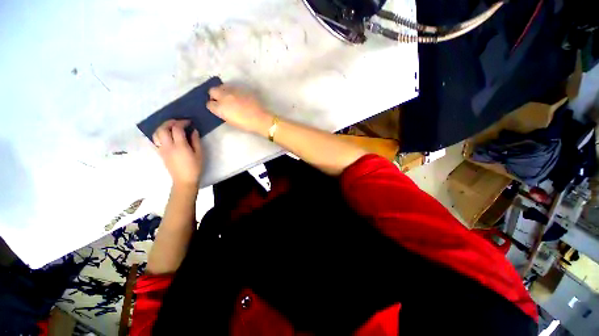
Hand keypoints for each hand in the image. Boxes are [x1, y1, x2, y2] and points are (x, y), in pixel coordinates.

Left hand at [152, 120, 202, 187]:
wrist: (184, 180)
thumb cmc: (195, 167)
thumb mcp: (200, 154)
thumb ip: (196, 141)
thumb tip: (193, 131)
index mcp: (180, 146)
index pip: (176, 129)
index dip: (182, 122)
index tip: (189, 122)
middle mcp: (168, 146)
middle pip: (162, 128)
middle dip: (170, 122)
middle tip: (178, 122)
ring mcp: (162, 149)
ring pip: (156, 133)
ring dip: (162, 127)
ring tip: (171, 127)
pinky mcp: (160, 153)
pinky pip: (155, 140)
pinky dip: (159, 134)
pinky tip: (166, 134)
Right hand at [207, 85, 272, 136]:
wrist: (260, 118)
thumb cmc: (246, 124)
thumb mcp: (230, 121)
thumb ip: (223, 113)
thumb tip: (220, 109)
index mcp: (220, 108)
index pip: (209, 104)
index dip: (213, 106)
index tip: (216, 107)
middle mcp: (224, 96)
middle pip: (212, 91)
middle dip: (214, 95)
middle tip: (220, 100)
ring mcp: (233, 90)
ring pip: (222, 86)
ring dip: (223, 91)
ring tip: (229, 96)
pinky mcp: (241, 88)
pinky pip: (233, 86)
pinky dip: (232, 90)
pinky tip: (238, 95)